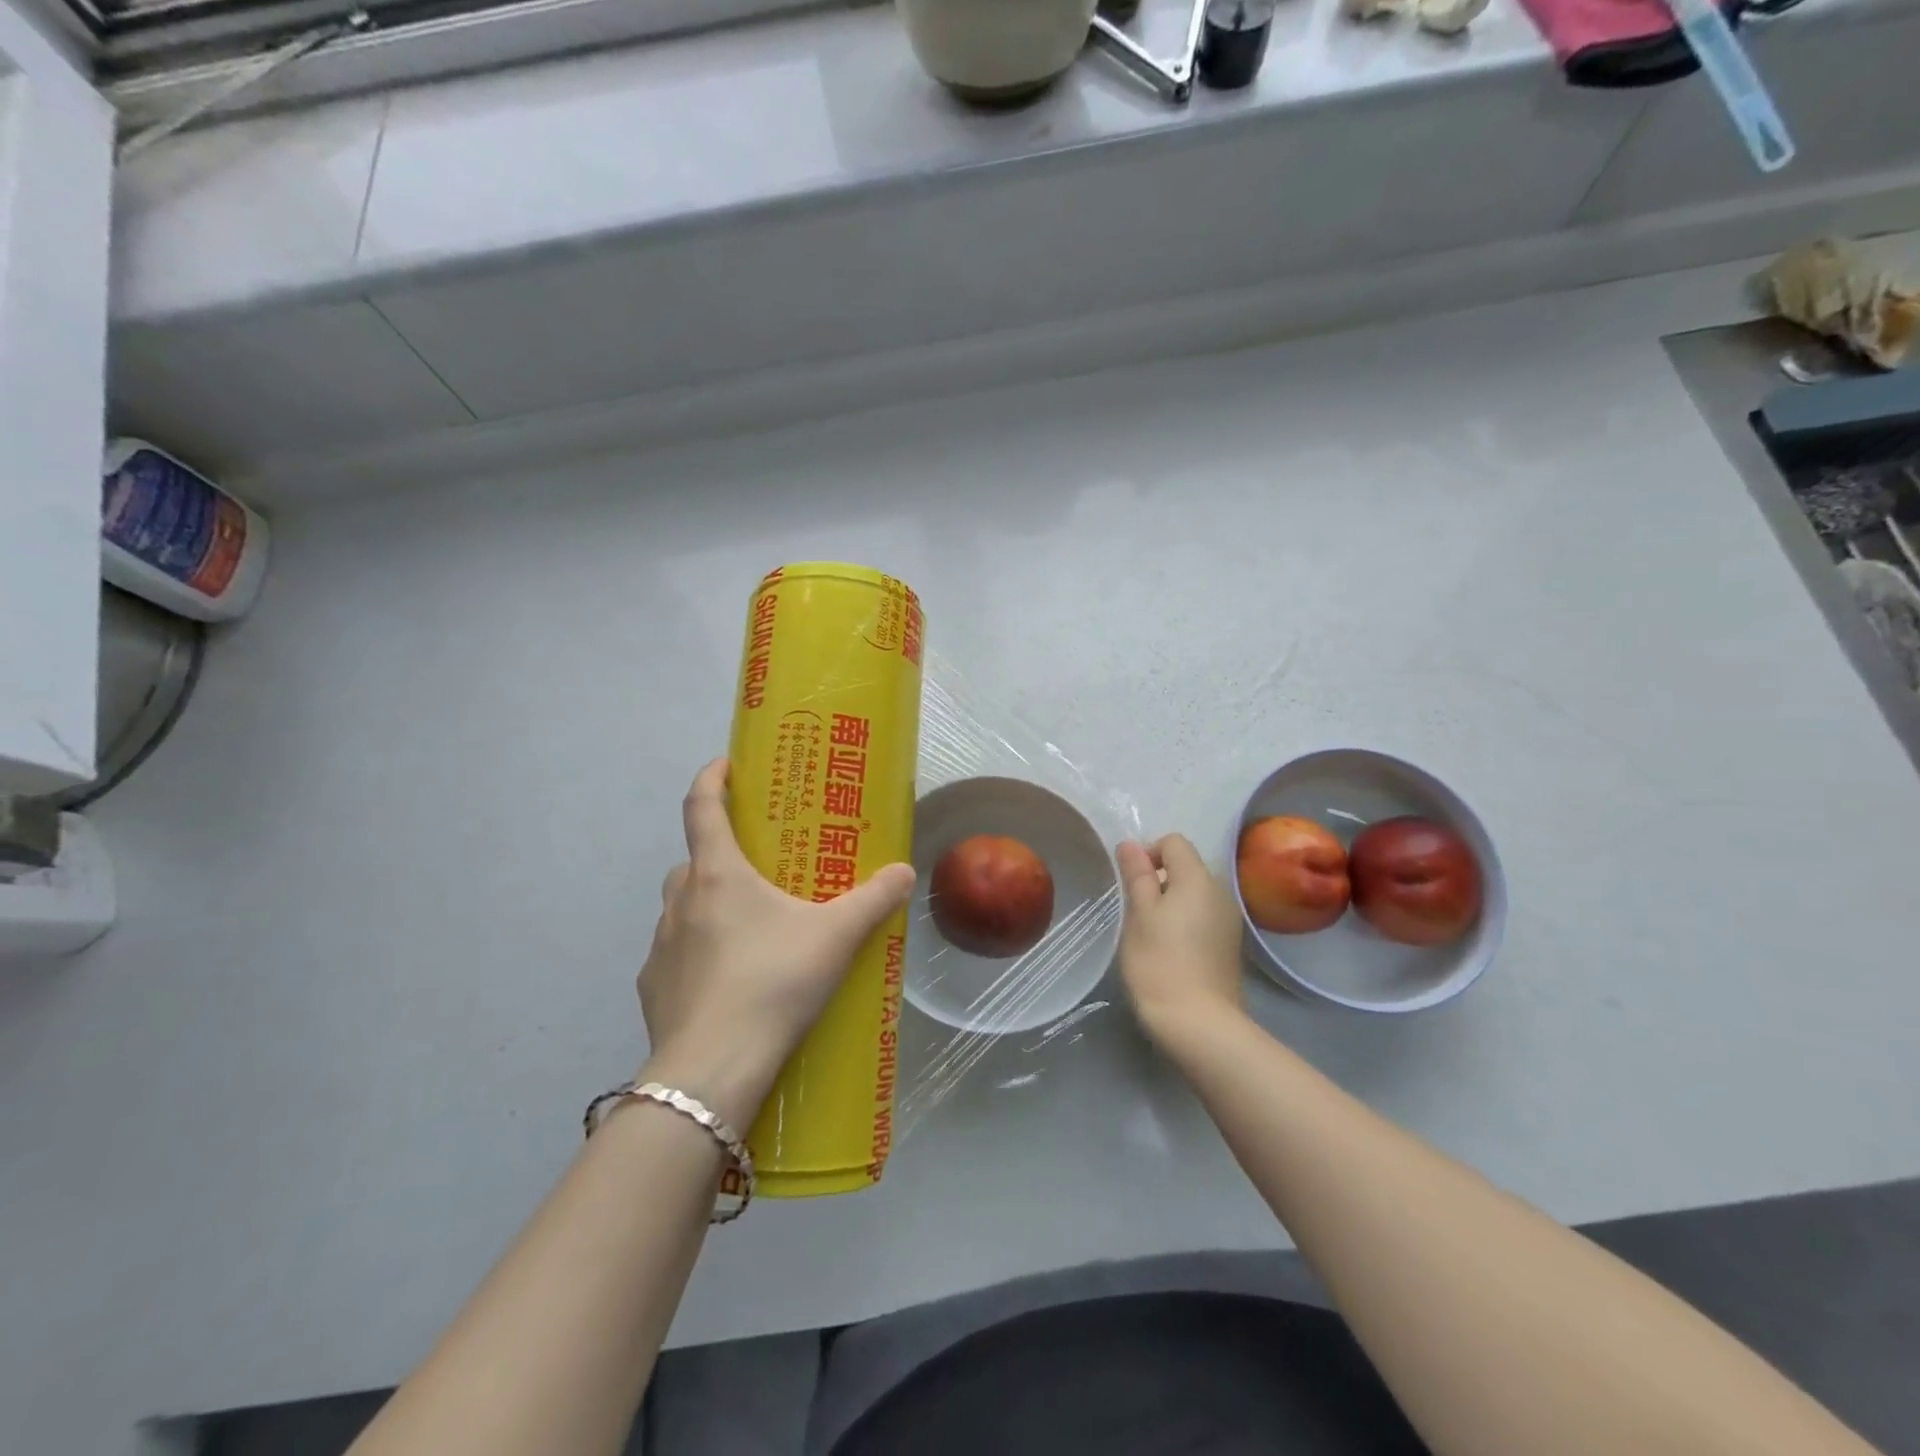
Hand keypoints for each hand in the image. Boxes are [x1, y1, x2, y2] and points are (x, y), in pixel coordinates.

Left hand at [637, 759, 915, 1129]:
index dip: (711, 778)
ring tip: (746, 927)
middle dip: (719, 854)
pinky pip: (674, 954)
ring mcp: (659, 946)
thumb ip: (873, 900)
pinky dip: (696, 952)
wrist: (713, 1069)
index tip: (725, 765)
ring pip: (681, 906)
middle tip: (756, 867)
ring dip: (706, 904)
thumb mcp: (835, 936)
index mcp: (717, 874)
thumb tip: (904, 871)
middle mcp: (680, 900)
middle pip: (692, 859)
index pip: (701, 806)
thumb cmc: (773, 981)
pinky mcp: (652, 987)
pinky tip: (726, 979)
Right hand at [1116, 834, 1245, 1045]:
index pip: (1174, 842)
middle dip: (1159, 880)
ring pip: (1194, 894)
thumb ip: (1137, 875)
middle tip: (1136, 911)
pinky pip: (1204, 916)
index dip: (1148, 854)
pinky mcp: (1230, 945)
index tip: (1131, 883)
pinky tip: (1171, 951)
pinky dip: (1186, 922)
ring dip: (1171, 902)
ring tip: (1151, 933)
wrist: (1199, 1022)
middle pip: (1186, 867)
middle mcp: (1220, 892)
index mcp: (1198, 878)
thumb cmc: (1159, 962)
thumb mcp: (1139, 914)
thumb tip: (1130, 844)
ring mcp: (1229, 920)